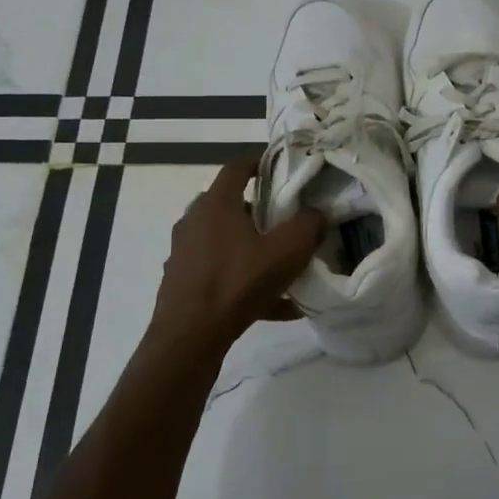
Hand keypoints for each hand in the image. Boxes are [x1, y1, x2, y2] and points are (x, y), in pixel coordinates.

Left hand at [149, 158, 325, 352]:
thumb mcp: (286, 252)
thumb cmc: (237, 282)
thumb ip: (307, 226)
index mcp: (216, 204)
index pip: (236, 168)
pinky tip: (274, 306)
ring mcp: (185, 253)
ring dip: (252, 249)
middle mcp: (194, 221)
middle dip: (259, 211)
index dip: (258, 162)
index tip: (277, 166)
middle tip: (284, 221)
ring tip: (282, 268)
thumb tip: (316, 213)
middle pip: (229, 205)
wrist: (189, 336)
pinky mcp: (182, 282)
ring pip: (225, 242)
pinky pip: (221, 273)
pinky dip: (244, 281)